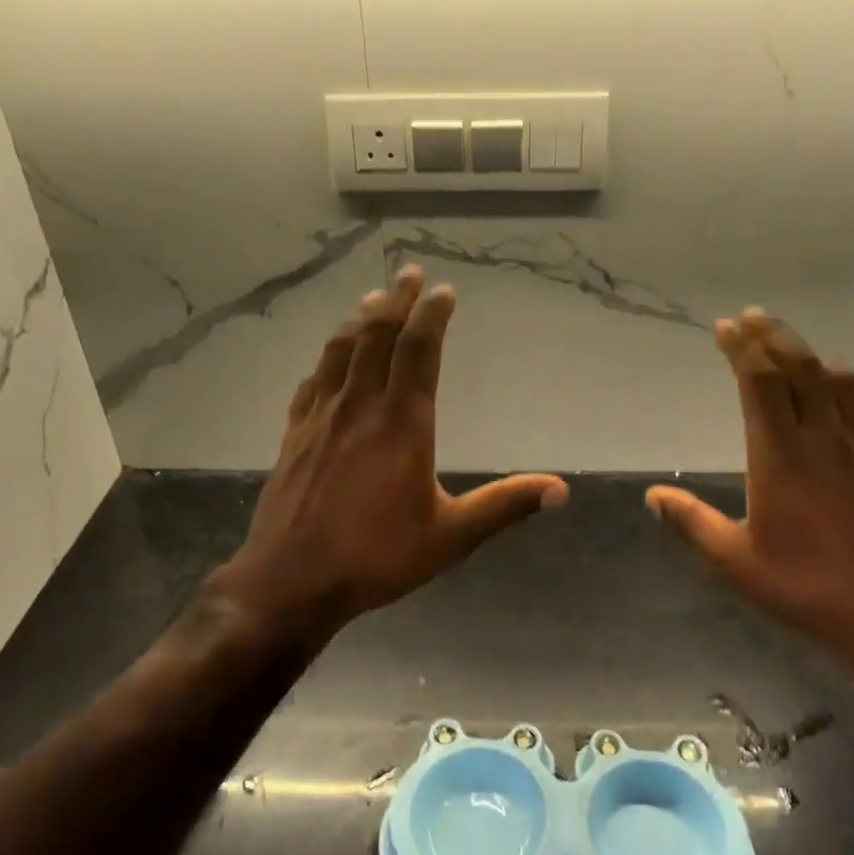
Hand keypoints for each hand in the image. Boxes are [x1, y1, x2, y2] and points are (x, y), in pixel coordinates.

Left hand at [213, 266, 567, 634]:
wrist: (292, 580)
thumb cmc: (376, 557)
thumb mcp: (451, 537)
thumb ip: (504, 506)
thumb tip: (561, 490)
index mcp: (401, 424)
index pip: (418, 352)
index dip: (432, 317)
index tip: (444, 291)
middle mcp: (360, 408)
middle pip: (377, 338)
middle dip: (396, 301)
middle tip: (409, 273)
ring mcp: (321, 418)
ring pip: (340, 352)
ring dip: (359, 320)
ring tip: (372, 299)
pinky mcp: (294, 435)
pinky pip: (312, 383)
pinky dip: (326, 360)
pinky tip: (329, 359)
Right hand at [646, 310, 853, 674]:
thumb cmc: (805, 587)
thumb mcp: (734, 560)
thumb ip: (690, 522)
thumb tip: (652, 495)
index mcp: (780, 456)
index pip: (760, 383)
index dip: (742, 349)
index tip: (725, 327)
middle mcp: (821, 440)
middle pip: (801, 369)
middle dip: (775, 336)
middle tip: (754, 316)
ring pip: (841, 383)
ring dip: (814, 356)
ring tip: (794, 348)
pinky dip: (850, 396)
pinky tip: (842, 403)